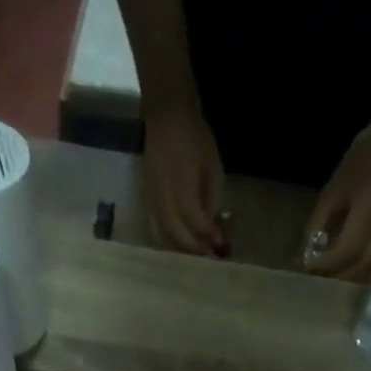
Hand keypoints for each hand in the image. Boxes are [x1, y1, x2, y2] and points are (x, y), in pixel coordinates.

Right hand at [142, 105, 226, 254]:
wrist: (166, 115)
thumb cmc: (195, 137)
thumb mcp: (213, 166)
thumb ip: (213, 197)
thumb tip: (214, 224)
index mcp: (181, 187)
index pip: (195, 222)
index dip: (209, 236)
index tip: (221, 245)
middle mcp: (164, 198)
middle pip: (177, 234)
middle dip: (194, 248)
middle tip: (209, 255)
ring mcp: (153, 198)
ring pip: (165, 234)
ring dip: (181, 246)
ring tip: (197, 251)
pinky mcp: (148, 197)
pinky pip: (159, 225)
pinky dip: (172, 236)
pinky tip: (183, 238)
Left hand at [303, 123, 370, 281]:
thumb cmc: (362, 161)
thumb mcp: (333, 190)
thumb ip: (318, 224)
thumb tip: (306, 257)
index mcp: (370, 208)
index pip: (347, 249)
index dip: (327, 265)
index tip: (309, 271)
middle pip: (364, 266)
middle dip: (340, 279)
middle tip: (320, 284)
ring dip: (353, 279)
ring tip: (333, 282)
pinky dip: (365, 271)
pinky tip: (351, 273)